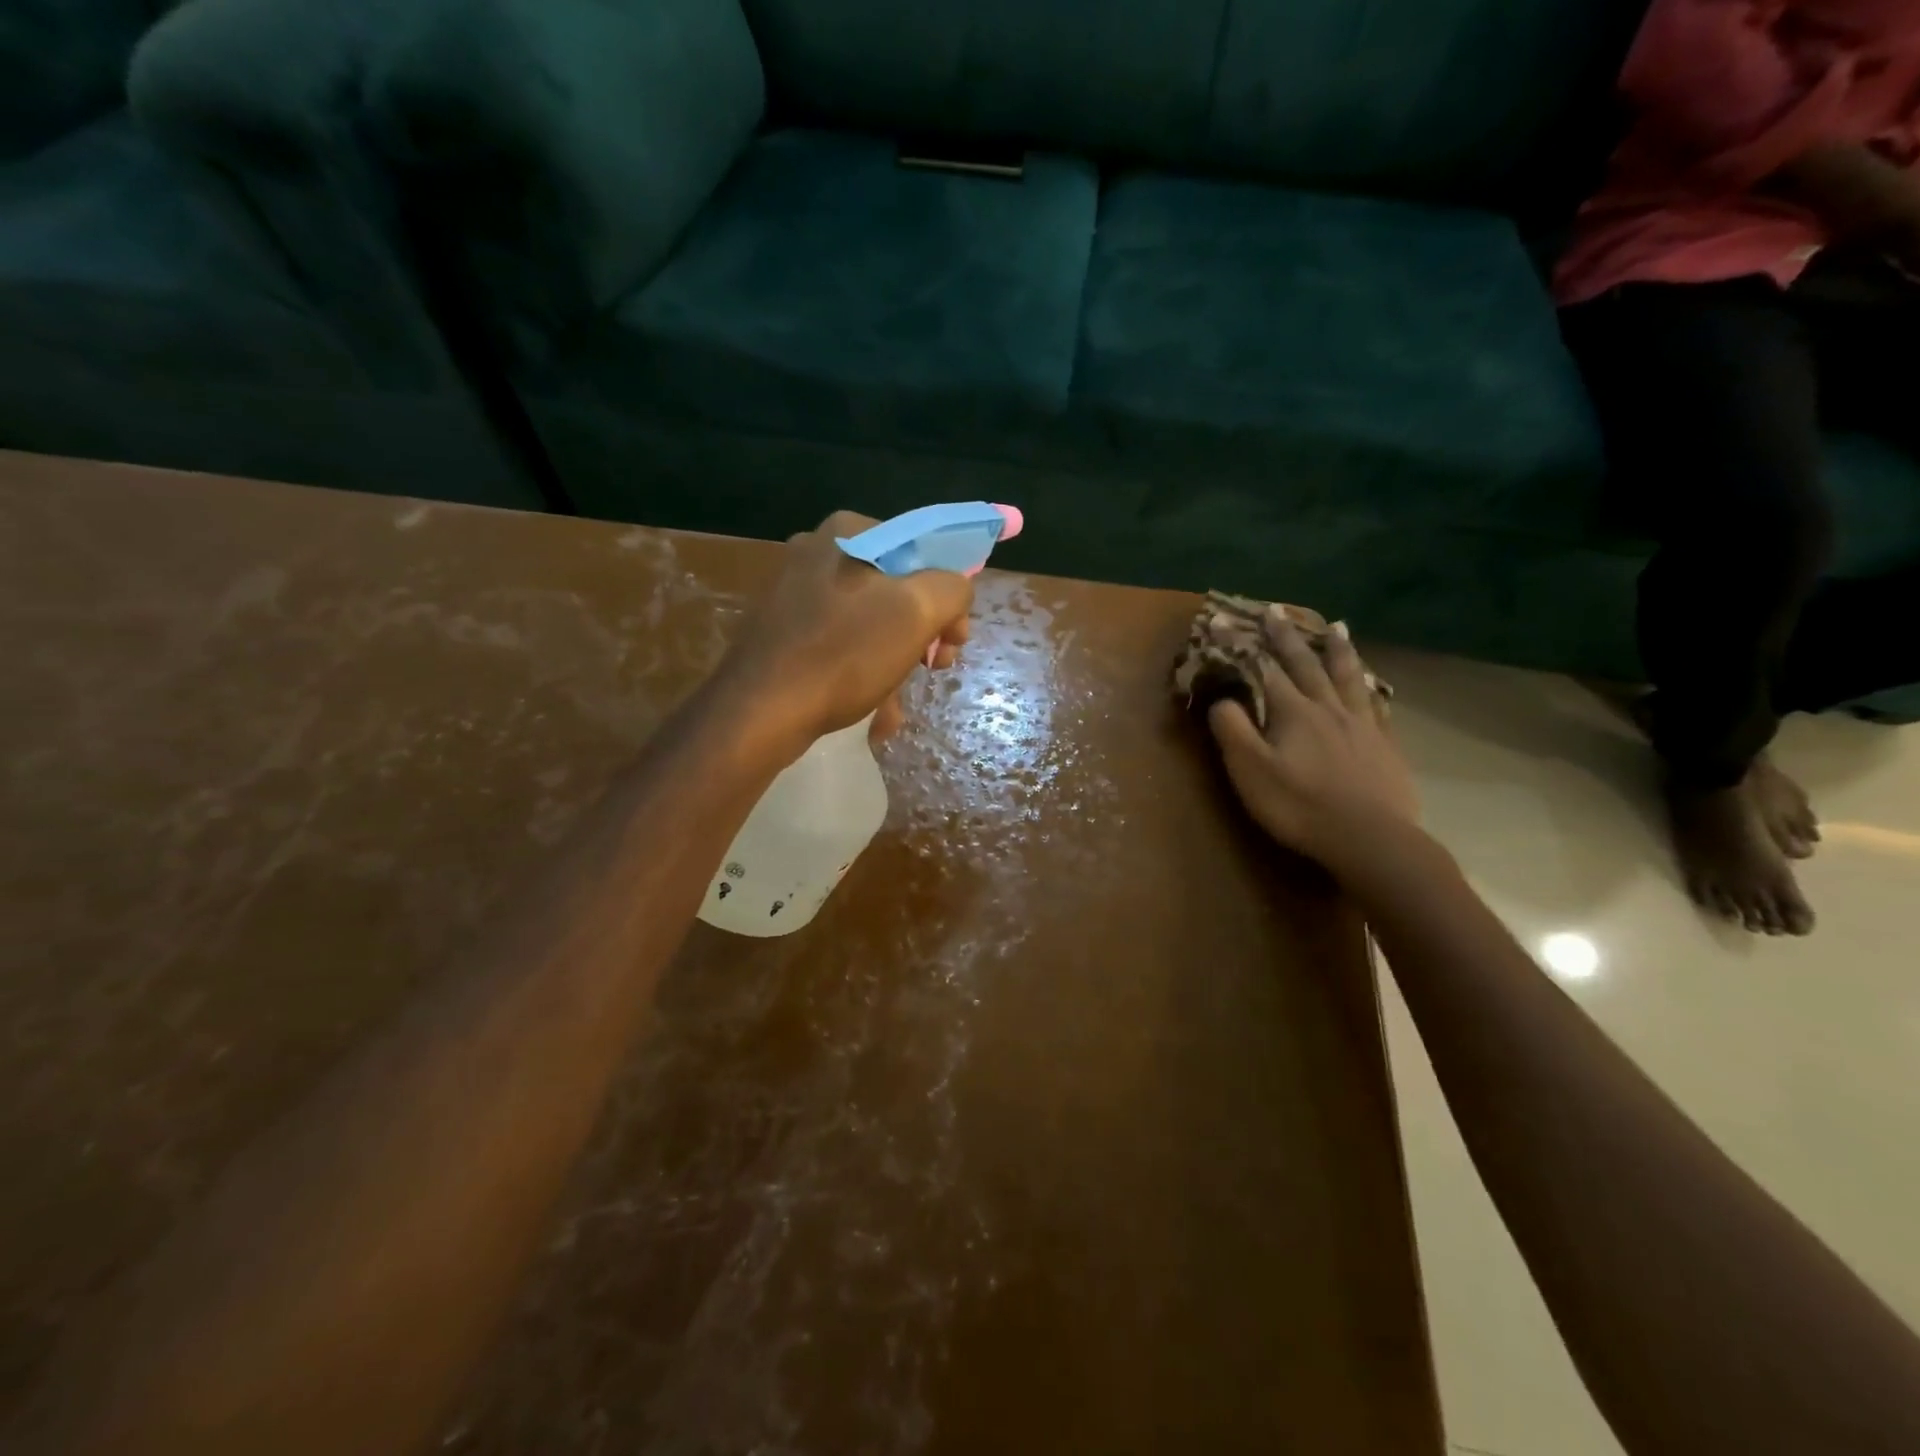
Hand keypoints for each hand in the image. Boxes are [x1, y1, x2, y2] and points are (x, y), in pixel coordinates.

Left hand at [715, 511, 974, 756]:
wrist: (759, 711)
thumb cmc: (844, 653)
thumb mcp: (917, 612)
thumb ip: (952, 588)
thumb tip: (954, 592)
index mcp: (850, 532)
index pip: (923, 549)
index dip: (950, 594)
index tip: (955, 637)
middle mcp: (819, 552)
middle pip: (897, 587)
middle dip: (923, 631)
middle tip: (935, 666)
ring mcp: (795, 592)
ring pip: (870, 621)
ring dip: (896, 660)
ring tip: (899, 704)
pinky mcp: (782, 630)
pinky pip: (840, 643)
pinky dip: (863, 672)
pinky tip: (873, 712)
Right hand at [1207, 618, 1418, 873]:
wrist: (1369, 838)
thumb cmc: (1299, 806)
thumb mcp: (1250, 770)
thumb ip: (1233, 730)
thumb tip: (1222, 698)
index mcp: (1293, 712)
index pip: (1260, 669)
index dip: (1239, 644)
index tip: (1220, 619)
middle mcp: (1327, 708)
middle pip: (1305, 664)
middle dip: (1286, 636)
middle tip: (1276, 609)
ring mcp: (1361, 724)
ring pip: (1347, 676)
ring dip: (1337, 650)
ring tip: (1336, 626)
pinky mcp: (1384, 745)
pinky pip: (1375, 704)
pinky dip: (1369, 685)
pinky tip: (1371, 681)